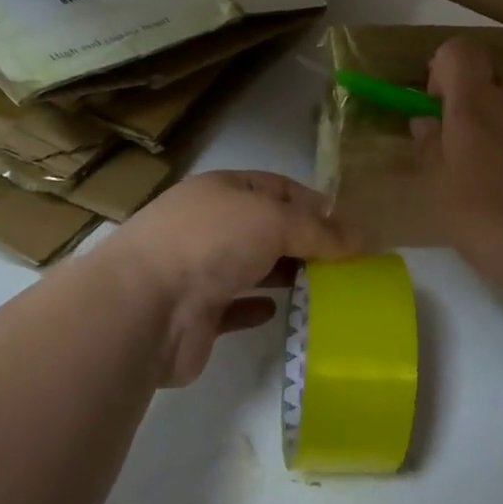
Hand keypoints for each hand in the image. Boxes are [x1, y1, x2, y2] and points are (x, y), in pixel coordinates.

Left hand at [95, 170, 354, 385]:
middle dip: (304, 242)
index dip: (315, 204)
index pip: (278, 187)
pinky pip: (233, 307)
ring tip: (324, 289)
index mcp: (223, 190)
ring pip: (252, 267)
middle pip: (267, 228)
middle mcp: (210, 224)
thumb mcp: (274, 219)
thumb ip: (318, 230)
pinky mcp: (195, 315)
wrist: (143, 307)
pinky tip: (277, 312)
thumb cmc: (212, 243)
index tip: (349, 228)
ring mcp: (199, 270)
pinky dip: (256, 307)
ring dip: (284, 274)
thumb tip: (359, 239)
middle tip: (345, 264)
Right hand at [415, 36, 502, 302]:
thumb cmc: (496, 222)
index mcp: (476, 102)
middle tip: (468, 126)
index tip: (439, 106)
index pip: (458, 50)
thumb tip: (425, 123)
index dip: (443, 69)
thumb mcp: (443, 194)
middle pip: (494, 61)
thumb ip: (430, 151)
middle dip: (477, 83)